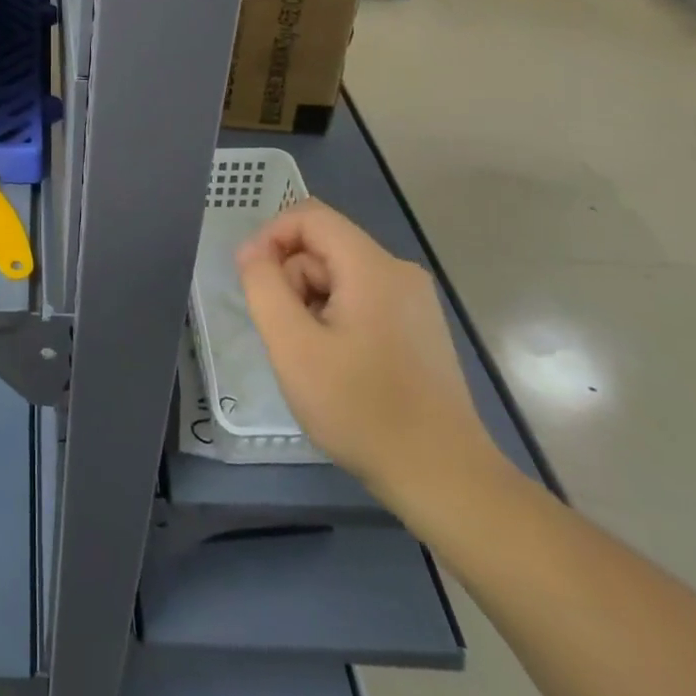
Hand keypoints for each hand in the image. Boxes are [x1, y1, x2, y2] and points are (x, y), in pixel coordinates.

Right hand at [236, 199, 500, 508]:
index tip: (252, 282)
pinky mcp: (418, 328)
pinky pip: (360, 299)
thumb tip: (252, 251)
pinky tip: (337, 366)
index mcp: (372, 266)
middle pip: (323, 247)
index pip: (309, 216)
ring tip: (312, 357)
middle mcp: (398, 271)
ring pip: (339, 276)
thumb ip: (263, 286)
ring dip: (311, 303)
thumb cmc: (362, 409)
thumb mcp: (293, 345)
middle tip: (286, 335)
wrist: (444, 478)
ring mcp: (414, 301)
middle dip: (291, 280)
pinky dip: (335, 319)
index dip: (270, 237)